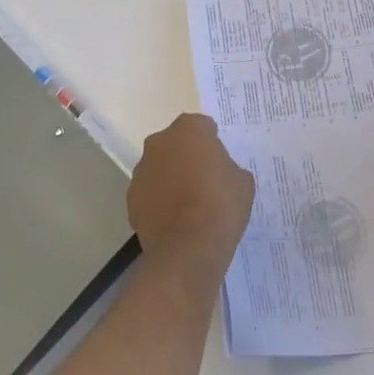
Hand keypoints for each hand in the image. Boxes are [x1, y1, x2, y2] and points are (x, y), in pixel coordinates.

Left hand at [129, 113, 254, 276]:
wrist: (189, 248)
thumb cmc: (221, 205)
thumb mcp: (242, 181)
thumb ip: (229, 167)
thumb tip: (219, 172)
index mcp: (189, 129)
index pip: (202, 126)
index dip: (212, 143)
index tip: (219, 160)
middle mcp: (160, 142)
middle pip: (176, 144)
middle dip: (187, 156)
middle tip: (204, 180)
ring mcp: (142, 170)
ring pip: (159, 167)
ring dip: (170, 178)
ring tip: (187, 204)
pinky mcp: (131, 198)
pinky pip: (149, 192)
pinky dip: (158, 200)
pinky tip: (174, 220)